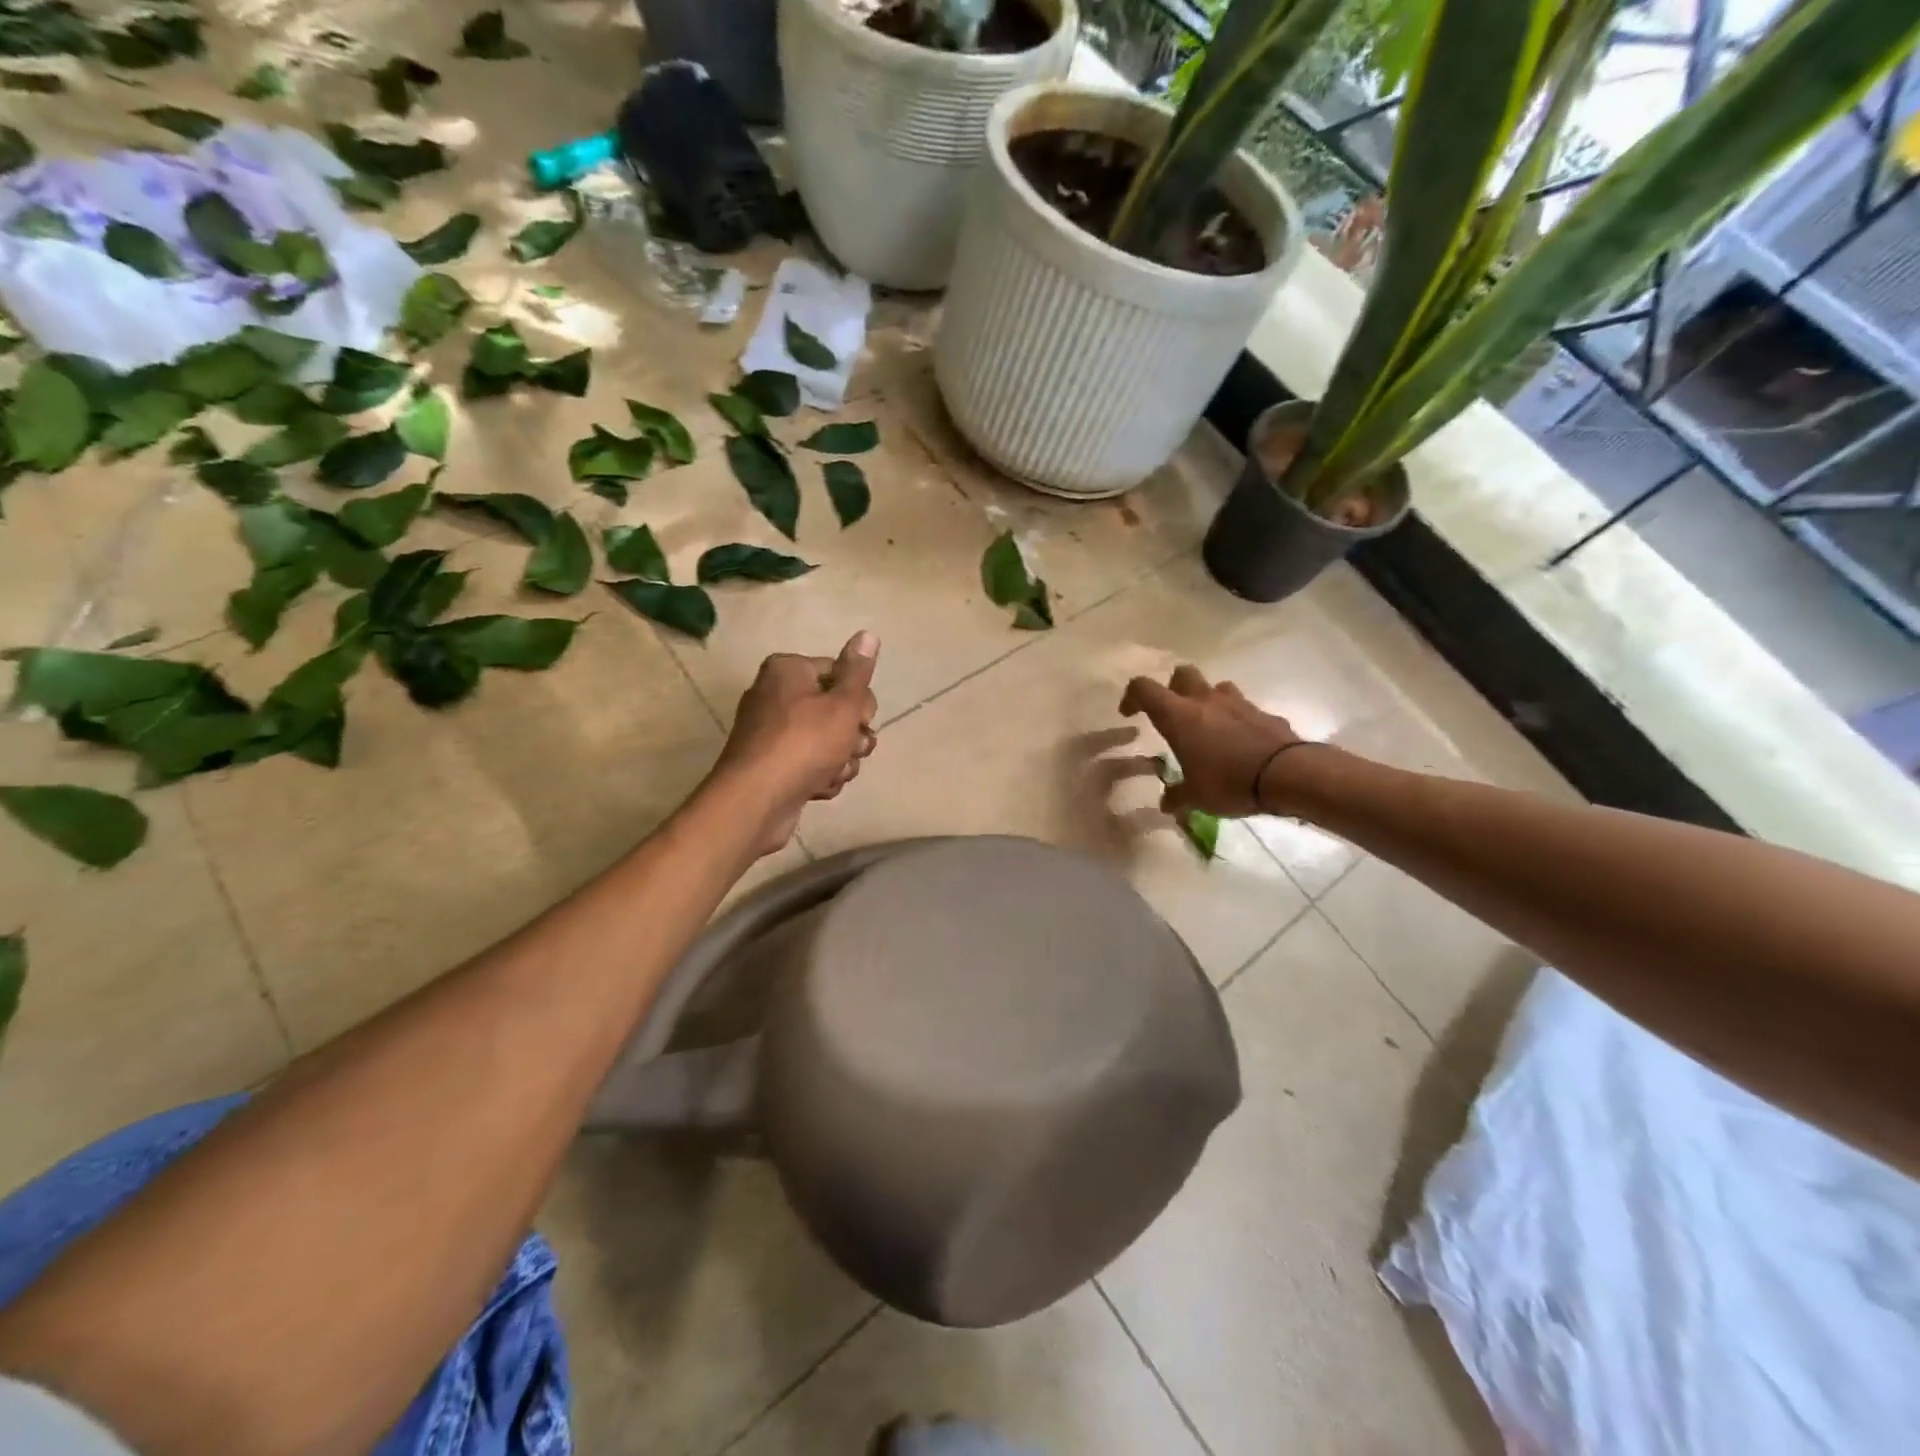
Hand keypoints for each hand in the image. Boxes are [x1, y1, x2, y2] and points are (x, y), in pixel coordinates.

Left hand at [715, 632, 879, 855]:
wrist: (757, 800)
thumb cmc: (804, 743)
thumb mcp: (842, 704)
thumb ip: (858, 672)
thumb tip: (868, 634)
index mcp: (788, 671)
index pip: (839, 673)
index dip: (858, 699)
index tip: (862, 719)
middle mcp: (776, 695)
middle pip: (836, 709)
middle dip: (852, 734)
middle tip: (852, 748)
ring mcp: (773, 733)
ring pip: (828, 741)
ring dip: (841, 760)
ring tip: (834, 772)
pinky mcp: (773, 765)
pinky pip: (811, 764)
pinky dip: (821, 776)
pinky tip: (819, 787)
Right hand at [1119, 665, 1304, 816]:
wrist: (1288, 775)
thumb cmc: (1229, 782)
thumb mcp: (1196, 797)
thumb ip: (1178, 796)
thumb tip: (1166, 804)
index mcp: (1179, 716)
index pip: (1144, 688)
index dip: (1132, 697)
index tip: (1129, 714)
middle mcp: (1205, 701)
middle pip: (1182, 674)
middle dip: (1172, 688)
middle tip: (1172, 714)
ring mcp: (1237, 703)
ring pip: (1215, 687)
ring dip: (1207, 701)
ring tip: (1208, 727)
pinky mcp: (1263, 713)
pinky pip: (1244, 709)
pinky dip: (1236, 720)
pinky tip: (1240, 743)